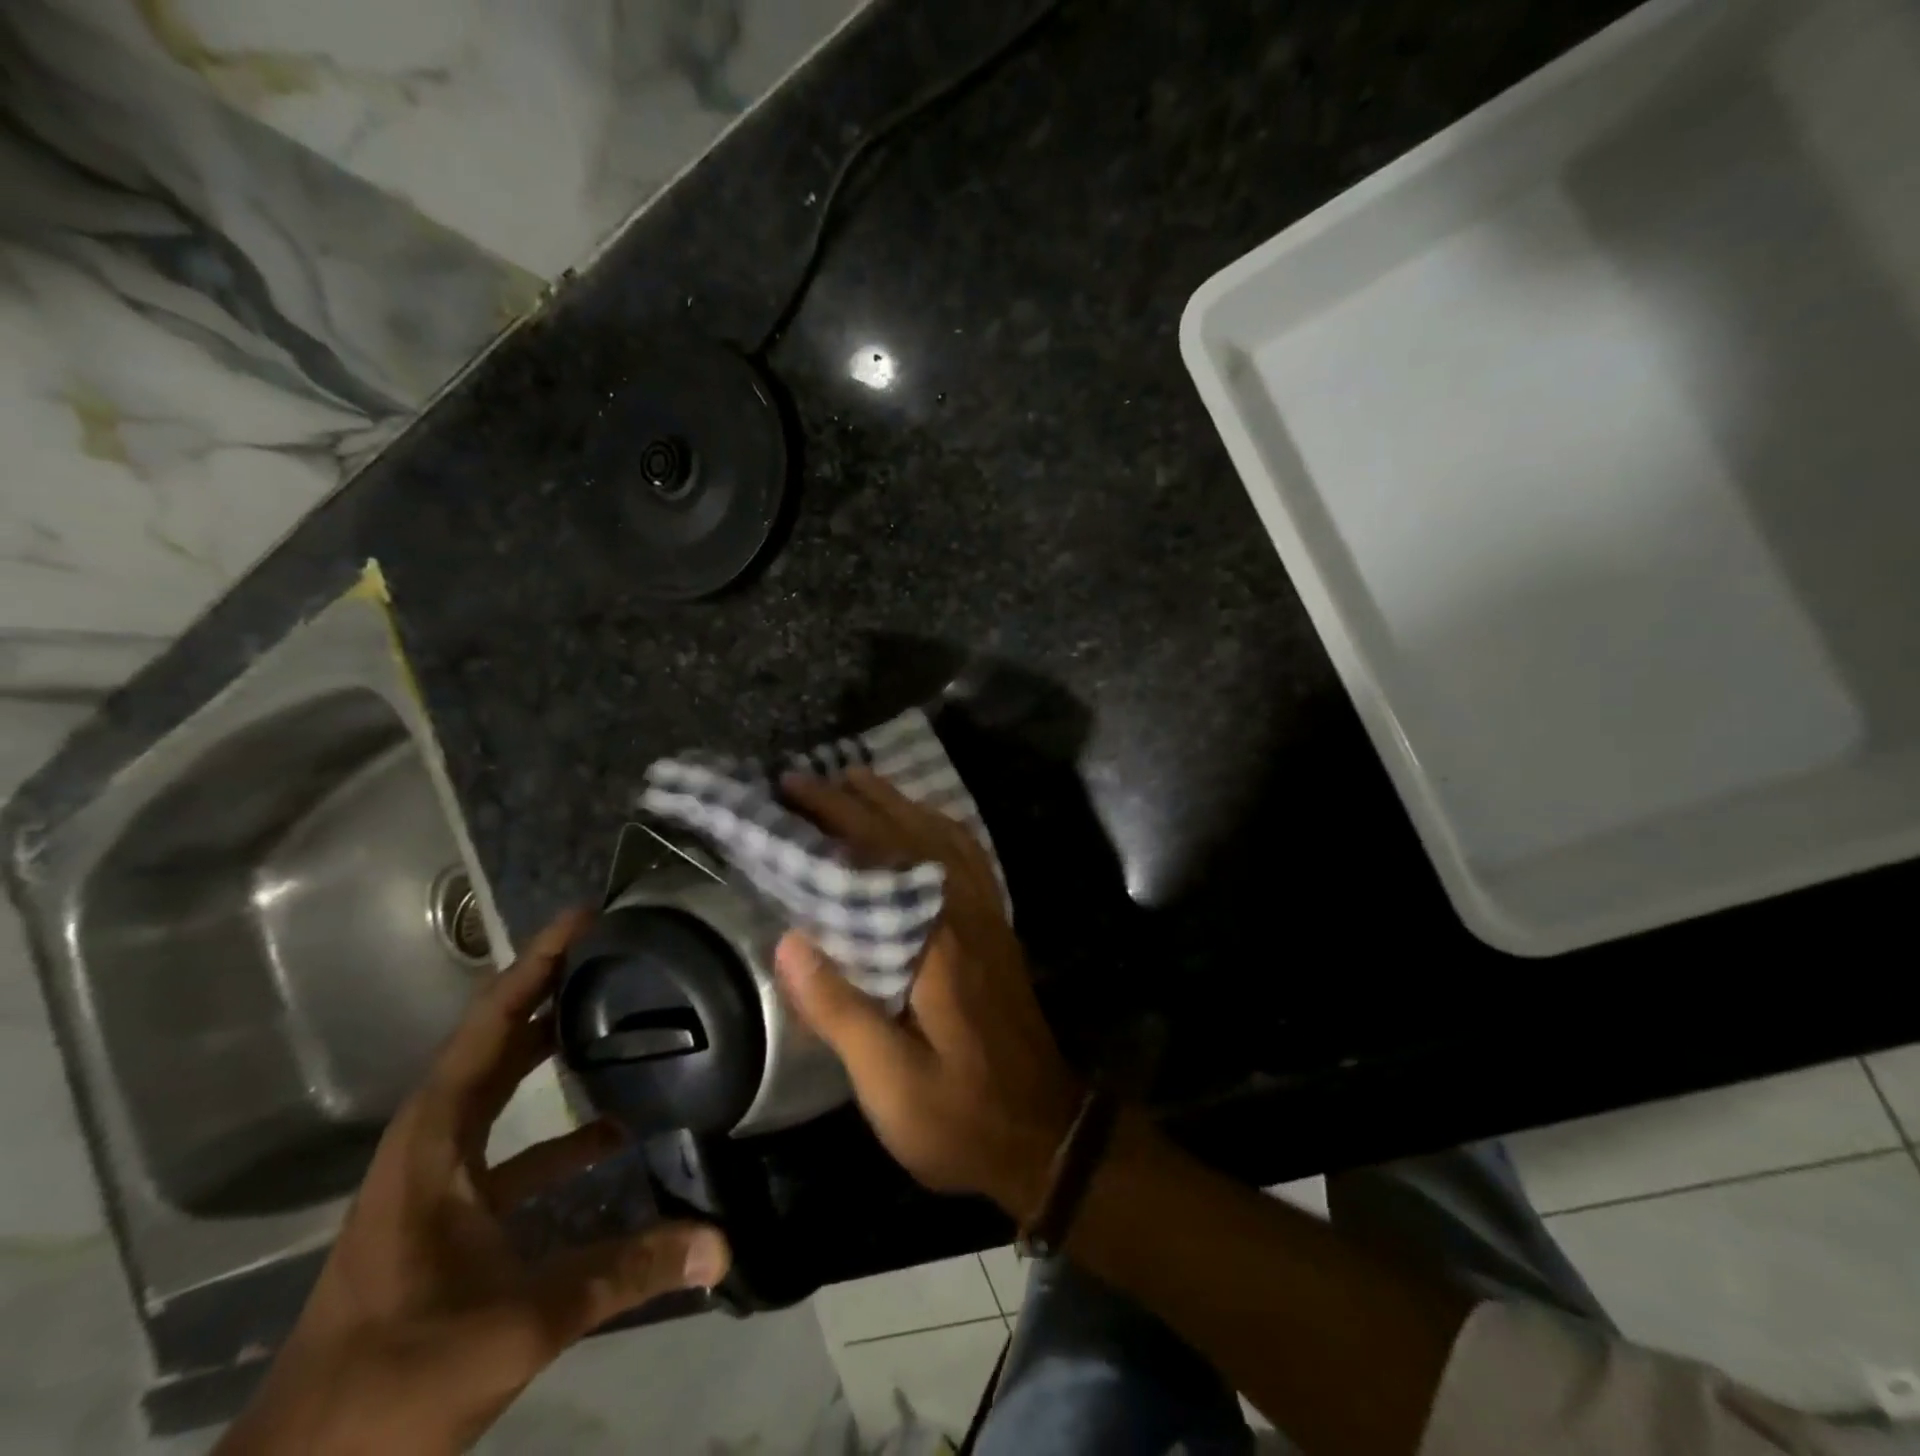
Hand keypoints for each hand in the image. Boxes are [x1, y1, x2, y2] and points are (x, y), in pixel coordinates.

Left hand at [218, 909, 730, 1455]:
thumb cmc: (395, 1377)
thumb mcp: (518, 1323)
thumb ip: (624, 1272)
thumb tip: (721, 1243)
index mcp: (433, 1142)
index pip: (489, 1030)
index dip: (535, 968)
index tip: (584, 919)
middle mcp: (432, 1145)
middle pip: (496, 1045)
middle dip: (551, 993)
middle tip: (617, 953)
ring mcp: (438, 1182)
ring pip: (504, 1095)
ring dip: (555, 1057)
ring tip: (626, 1022)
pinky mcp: (451, 1217)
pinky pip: (515, 1148)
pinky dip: (561, 1130)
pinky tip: (617, 1134)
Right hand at [775, 770, 1082, 1221]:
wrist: (1046, 1136)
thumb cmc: (961, 1117)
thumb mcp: (890, 1082)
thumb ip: (840, 1009)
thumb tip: (789, 940)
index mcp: (939, 943)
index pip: (882, 857)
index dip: (836, 816)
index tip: (793, 789)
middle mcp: (968, 914)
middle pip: (912, 834)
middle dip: (858, 799)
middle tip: (808, 778)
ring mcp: (989, 919)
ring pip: (945, 837)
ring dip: (900, 804)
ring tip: (857, 784)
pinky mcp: (998, 931)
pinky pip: (970, 858)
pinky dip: (940, 828)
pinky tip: (922, 828)